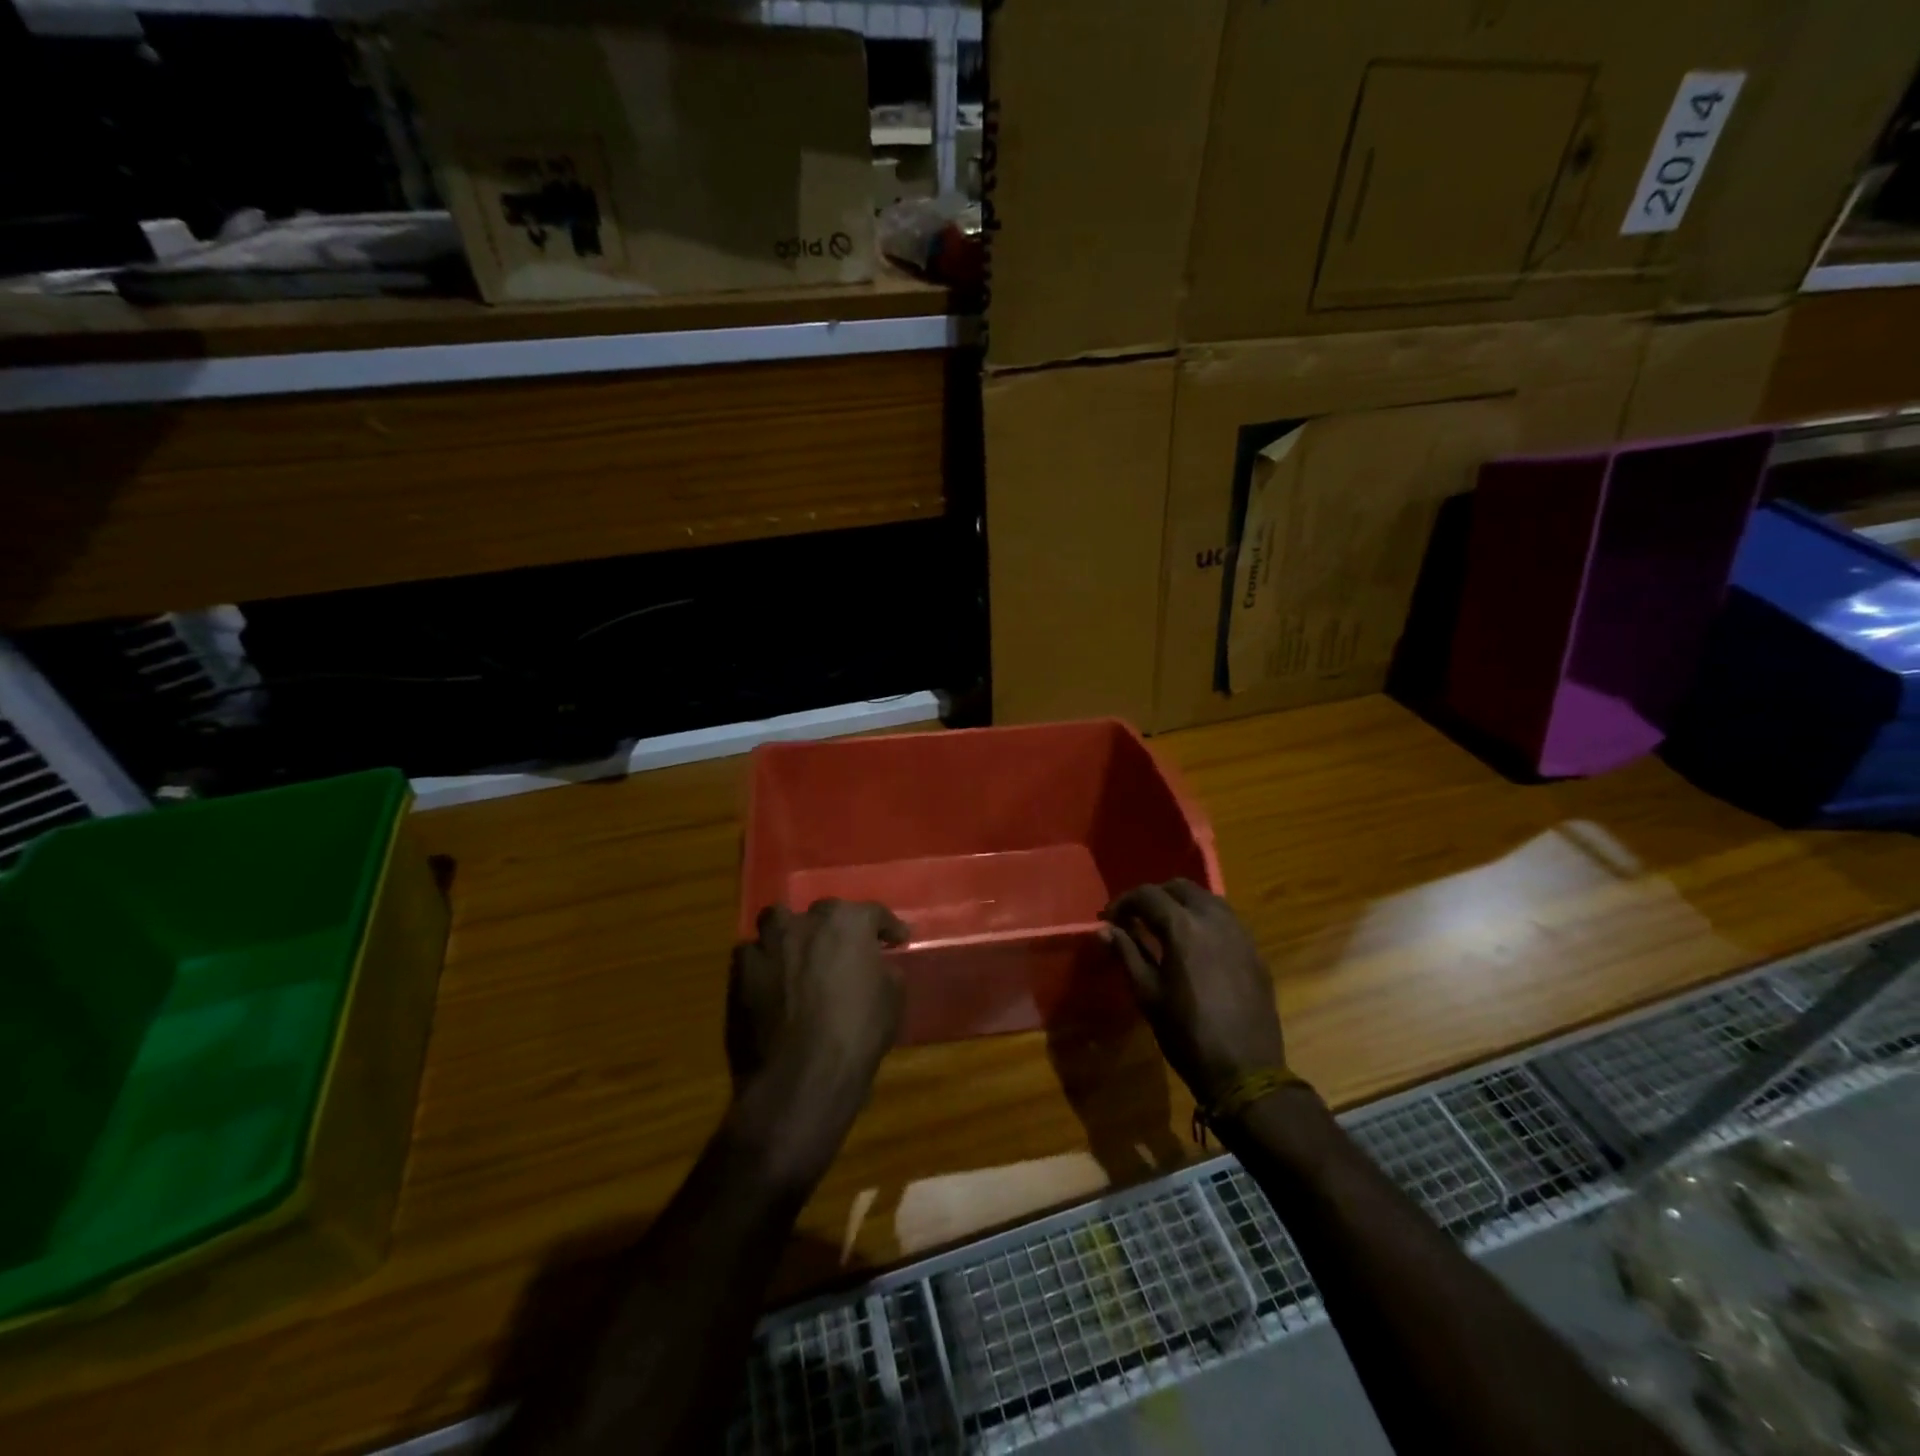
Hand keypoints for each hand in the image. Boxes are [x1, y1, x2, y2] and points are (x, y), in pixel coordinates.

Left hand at [725, 900, 908, 1185]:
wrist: (802, 1074)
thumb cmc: (857, 1033)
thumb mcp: (892, 998)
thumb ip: (883, 970)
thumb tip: (878, 965)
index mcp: (848, 922)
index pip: (873, 913)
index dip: (887, 927)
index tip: (897, 940)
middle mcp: (806, 921)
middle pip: (824, 912)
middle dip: (836, 928)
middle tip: (845, 950)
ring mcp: (769, 944)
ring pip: (778, 921)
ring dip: (790, 933)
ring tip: (799, 953)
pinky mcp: (741, 971)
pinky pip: (753, 954)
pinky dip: (764, 962)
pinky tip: (772, 980)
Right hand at [1102, 879, 1288, 1107]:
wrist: (1246, 1071)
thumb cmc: (1187, 1034)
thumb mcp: (1147, 994)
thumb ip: (1127, 953)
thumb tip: (1105, 930)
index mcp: (1183, 927)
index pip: (1148, 895)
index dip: (1123, 902)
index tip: (1110, 919)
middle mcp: (1214, 920)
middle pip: (1181, 888)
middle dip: (1155, 897)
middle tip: (1136, 918)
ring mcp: (1240, 934)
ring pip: (1208, 899)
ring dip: (1183, 904)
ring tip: (1165, 927)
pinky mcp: (1255, 952)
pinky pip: (1227, 920)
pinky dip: (1206, 920)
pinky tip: (1196, 945)